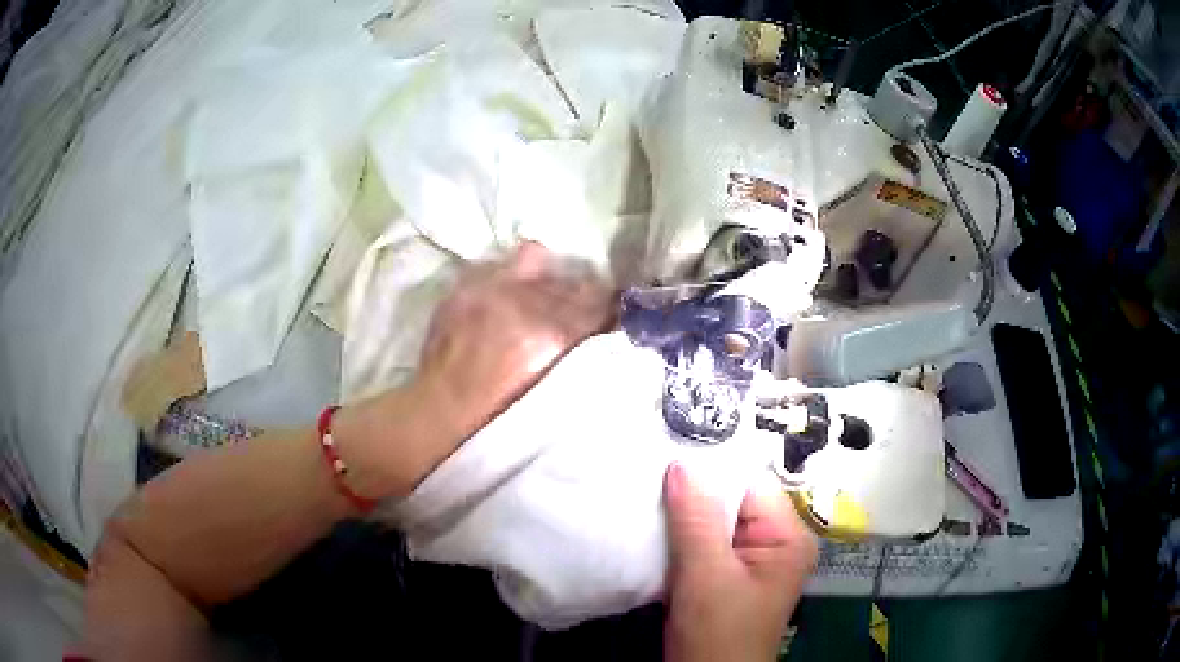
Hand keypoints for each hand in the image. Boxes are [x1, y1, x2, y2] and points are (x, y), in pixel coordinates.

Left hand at [336, 242, 613, 499]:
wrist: (440, 415)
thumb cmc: (502, 418)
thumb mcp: (556, 392)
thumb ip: (581, 351)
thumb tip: (605, 325)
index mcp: (552, 336)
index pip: (598, 299)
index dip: (608, 305)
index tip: (608, 313)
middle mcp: (522, 303)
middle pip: (569, 277)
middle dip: (579, 292)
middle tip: (574, 310)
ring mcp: (487, 290)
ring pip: (535, 258)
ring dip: (545, 275)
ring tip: (539, 295)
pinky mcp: (463, 288)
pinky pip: (498, 266)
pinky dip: (508, 278)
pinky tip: (504, 300)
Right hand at [663, 463, 817, 661]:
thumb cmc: (717, 632)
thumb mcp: (706, 575)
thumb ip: (695, 519)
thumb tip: (682, 464)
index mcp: (787, 538)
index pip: (752, 485)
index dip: (714, 469)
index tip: (672, 450)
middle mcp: (774, 543)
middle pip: (733, 501)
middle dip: (694, 492)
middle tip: (651, 468)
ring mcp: (749, 561)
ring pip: (714, 522)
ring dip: (683, 514)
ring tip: (647, 492)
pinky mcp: (725, 576)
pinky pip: (704, 543)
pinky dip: (681, 536)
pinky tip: (655, 524)